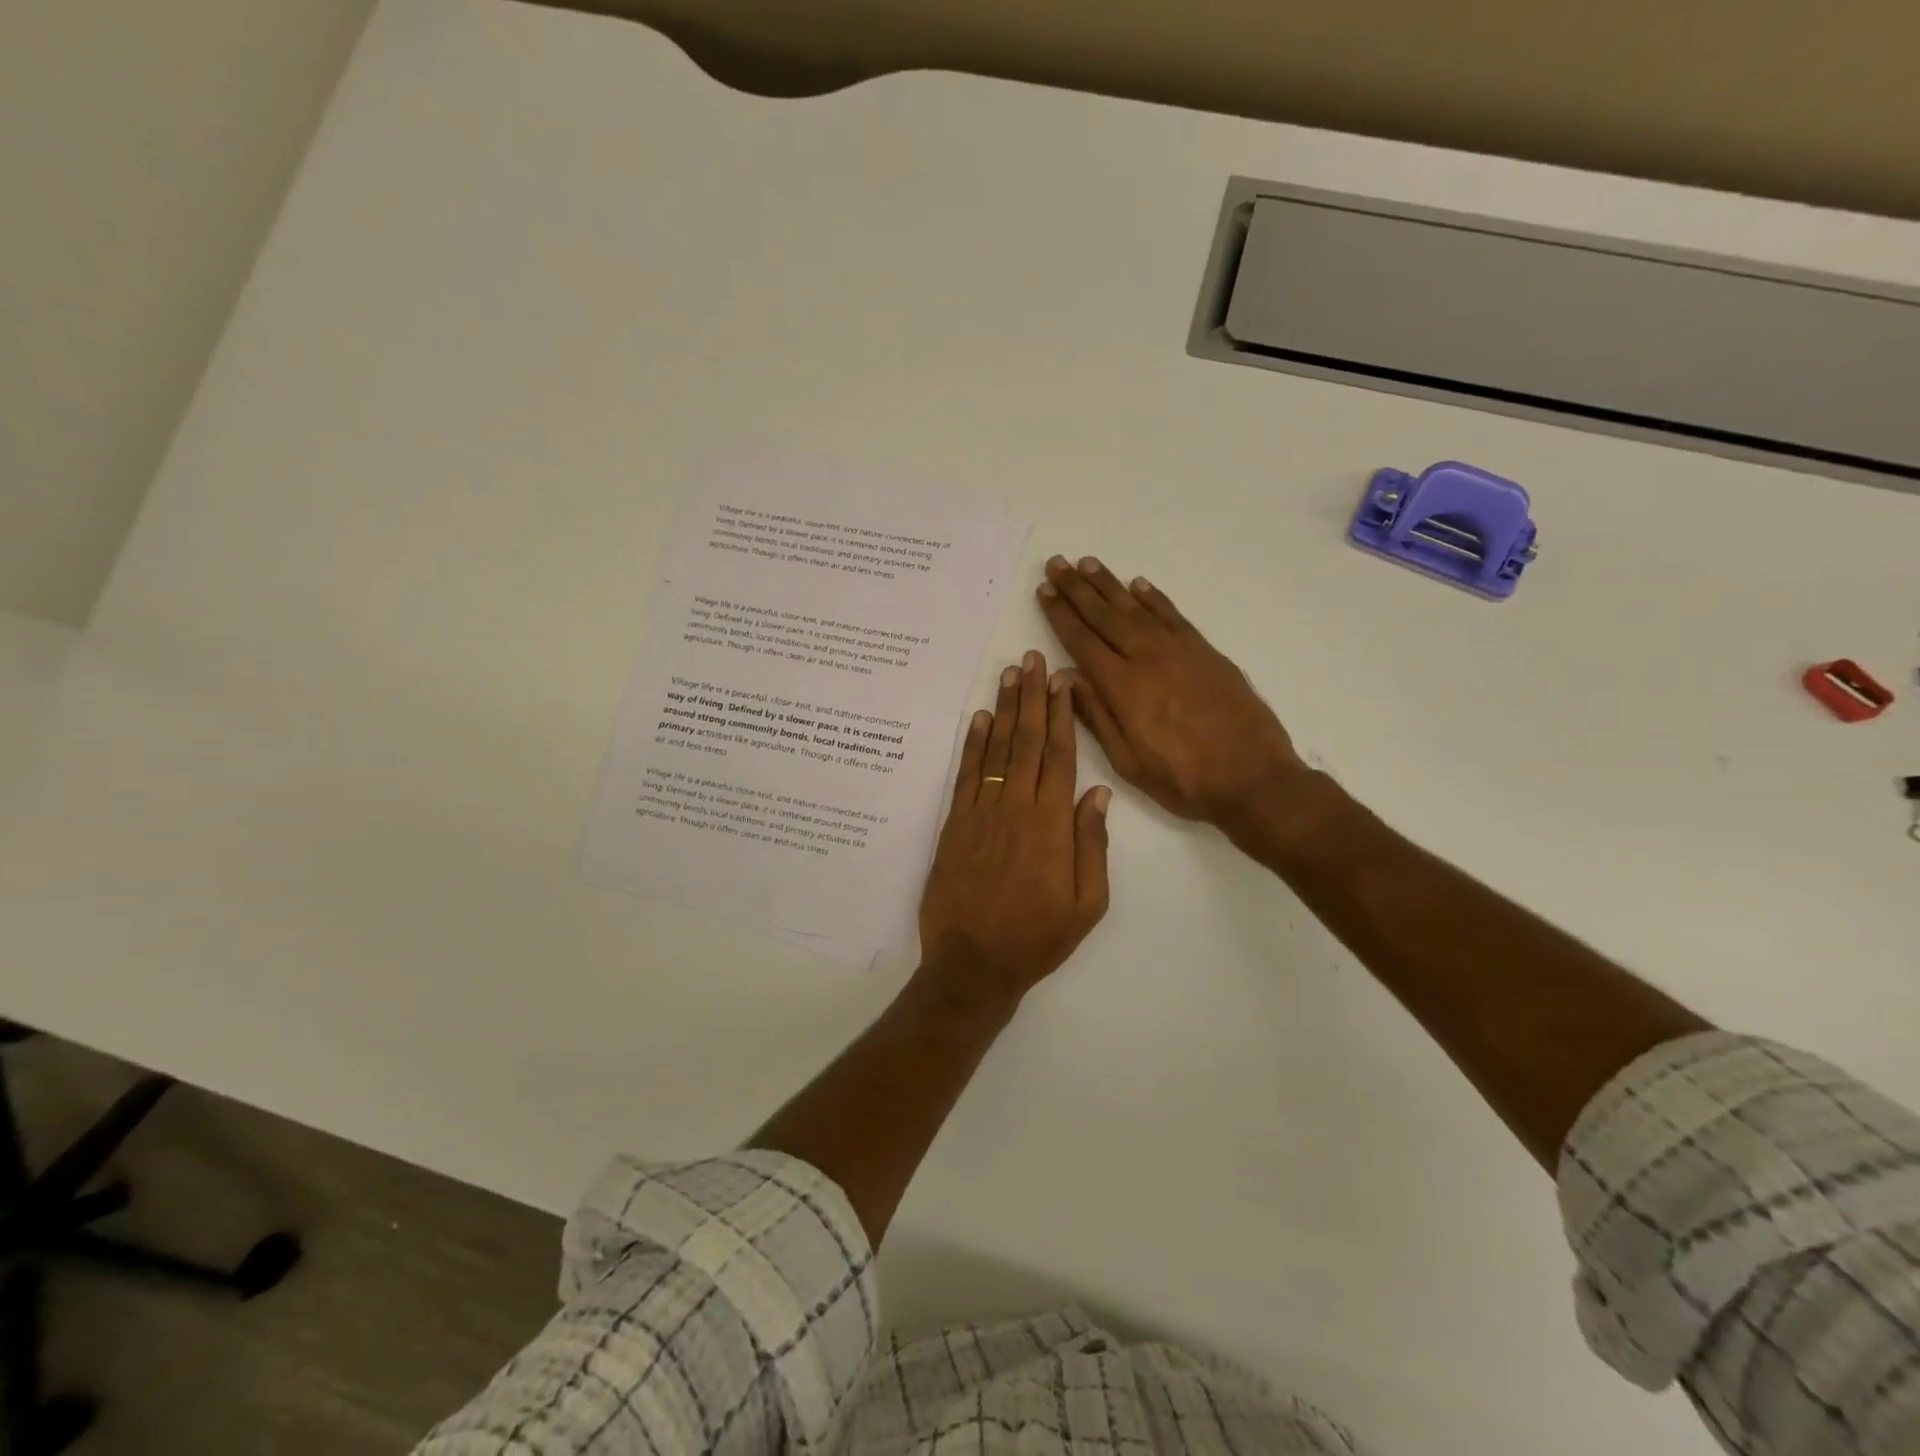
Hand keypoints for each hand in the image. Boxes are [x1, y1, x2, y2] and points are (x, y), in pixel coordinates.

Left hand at [918, 650, 1110, 1007]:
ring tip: (1008, 674)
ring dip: (1004, 710)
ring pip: (996, 750)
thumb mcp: (1087, 903)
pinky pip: (966, 775)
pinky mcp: (954, 824)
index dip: (1062, 715)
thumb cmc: (1037, 937)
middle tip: (1032, 659)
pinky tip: (979, 719)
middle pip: (1027, 741)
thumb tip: (1097, 794)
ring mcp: (981, 812)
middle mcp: (1016, 807)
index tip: (1062, 681)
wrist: (973, 964)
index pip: (1060, 756)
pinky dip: (973, 744)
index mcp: (1052, 824)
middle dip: (1032, 697)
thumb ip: (1091, 844)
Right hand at [1037, 555, 1304, 832]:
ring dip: (1109, 584)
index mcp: (1124, 688)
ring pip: (1136, 608)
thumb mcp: (1128, 761)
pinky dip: (1153, 598)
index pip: (1082, 641)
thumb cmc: (1183, 779)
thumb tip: (1065, 676)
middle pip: (1105, 615)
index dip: (1060, 615)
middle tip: (1057, 564)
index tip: (1044, 591)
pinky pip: (1172, 614)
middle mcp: (1148, 658)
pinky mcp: (1205, 651)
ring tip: (1087, 564)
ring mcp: (1180, 650)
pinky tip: (1137, 585)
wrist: (1253, 778)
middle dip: (1077, 589)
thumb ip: (1096, 715)